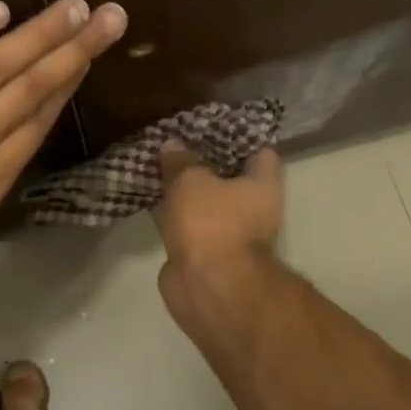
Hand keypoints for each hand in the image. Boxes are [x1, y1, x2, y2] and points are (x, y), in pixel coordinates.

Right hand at [153, 143, 284, 319]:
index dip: (237, 134)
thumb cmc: (212, 223)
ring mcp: (227, 231)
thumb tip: (173, 144)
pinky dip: (170, 211)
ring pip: (203, 200)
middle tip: (176, 139)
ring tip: (157, 161)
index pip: (258, 150)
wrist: (207, 286)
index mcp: (262, 184)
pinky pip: (185, 221)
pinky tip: (148, 193)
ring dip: (183, 187)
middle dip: (203, 160)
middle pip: (228, 176)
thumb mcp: (191, 180)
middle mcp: (252, 208)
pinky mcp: (202, 251)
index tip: (211, 123)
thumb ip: (181, 161)